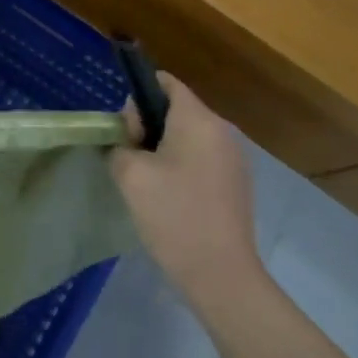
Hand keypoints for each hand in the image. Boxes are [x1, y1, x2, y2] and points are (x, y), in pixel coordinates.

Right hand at [111, 75, 266, 307]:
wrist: (221, 274)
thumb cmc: (173, 215)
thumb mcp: (130, 174)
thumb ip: (121, 143)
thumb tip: (129, 139)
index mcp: (199, 119)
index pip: (166, 83)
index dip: (138, 96)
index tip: (125, 129)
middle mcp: (222, 131)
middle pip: (177, 109)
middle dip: (148, 126)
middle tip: (131, 159)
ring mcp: (234, 158)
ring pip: (188, 136)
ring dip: (164, 149)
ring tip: (147, 182)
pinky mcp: (237, 183)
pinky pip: (202, 159)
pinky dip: (182, 167)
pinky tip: (170, 198)